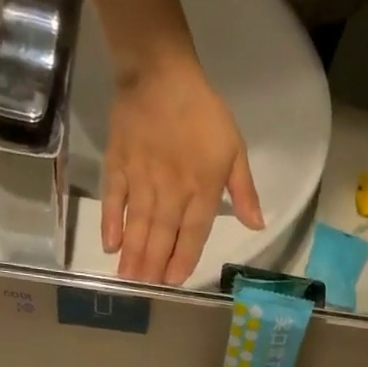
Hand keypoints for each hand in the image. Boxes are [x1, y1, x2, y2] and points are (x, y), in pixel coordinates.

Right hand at [103, 51, 263, 285]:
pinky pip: (114, 199)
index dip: (183, 259)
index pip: (193, 233)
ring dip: (134, 254)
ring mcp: (142, 179)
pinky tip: (109, 245)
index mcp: (203, 189)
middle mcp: (172, 190)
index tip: (173, 282)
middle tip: (144, 291)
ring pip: (138, 224)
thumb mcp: (235, 150)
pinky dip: (111, 223)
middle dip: (154, 266)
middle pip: (162, 235)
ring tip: (127, 280)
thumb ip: (245, 191)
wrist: (161, 75)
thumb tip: (258, 225)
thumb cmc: (204, 113)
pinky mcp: (119, 165)